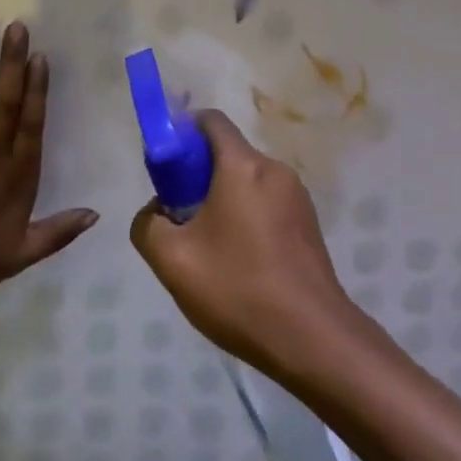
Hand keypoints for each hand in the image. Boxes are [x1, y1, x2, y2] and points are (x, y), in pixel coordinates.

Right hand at [129, 110, 354, 375]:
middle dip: (196, 178)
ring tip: (208, 253)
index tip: (164, 168)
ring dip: (220, 203)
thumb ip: (147, 224)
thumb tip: (157, 212)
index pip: (209, 120)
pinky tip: (238, 266)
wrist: (312, 340)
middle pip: (226, 155)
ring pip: (246, 184)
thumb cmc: (238, 289)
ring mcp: (298, 198)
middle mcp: (275, 170)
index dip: (180, 132)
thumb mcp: (171, 260)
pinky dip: (245, 220)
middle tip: (179, 221)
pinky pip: (266, 206)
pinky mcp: (309, 225)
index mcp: (243, 166)